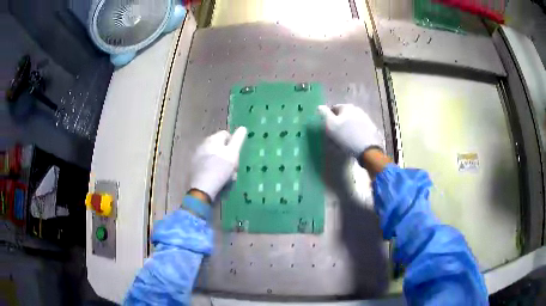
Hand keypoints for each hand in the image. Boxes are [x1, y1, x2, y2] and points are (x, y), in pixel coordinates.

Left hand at [190, 127, 246, 200]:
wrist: (202, 189)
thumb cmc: (220, 170)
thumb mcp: (233, 154)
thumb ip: (238, 139)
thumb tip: (243, 128)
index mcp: (212, 139)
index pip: (226, 134)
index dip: (234, 143)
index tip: (236, 156)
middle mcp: (202, 144)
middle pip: (219, 146)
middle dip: (227, 155)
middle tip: (232, 167)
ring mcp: (196, 156)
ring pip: (214, 156)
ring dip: (221, 163)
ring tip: (225, 176)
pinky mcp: (194, 167)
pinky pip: (207, 165)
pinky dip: (213, 169)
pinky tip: (216, 178)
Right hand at [318, 104, 383, 157]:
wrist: (367, 149)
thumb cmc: (346, 136)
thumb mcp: (331, 125)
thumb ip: (324, 114)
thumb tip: (320, 106)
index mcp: (346, 106)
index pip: (333, 109)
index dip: (328, 118)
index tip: (328, 129)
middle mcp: (357, 109)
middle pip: (343, 115)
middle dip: (339, 123)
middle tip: (335, 135)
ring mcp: (366, 118)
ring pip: (352, 121)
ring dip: (347, 128)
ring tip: (344, 140)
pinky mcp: (371, 128)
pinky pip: (359, 128)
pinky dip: (355, 132)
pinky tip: (353, 141)